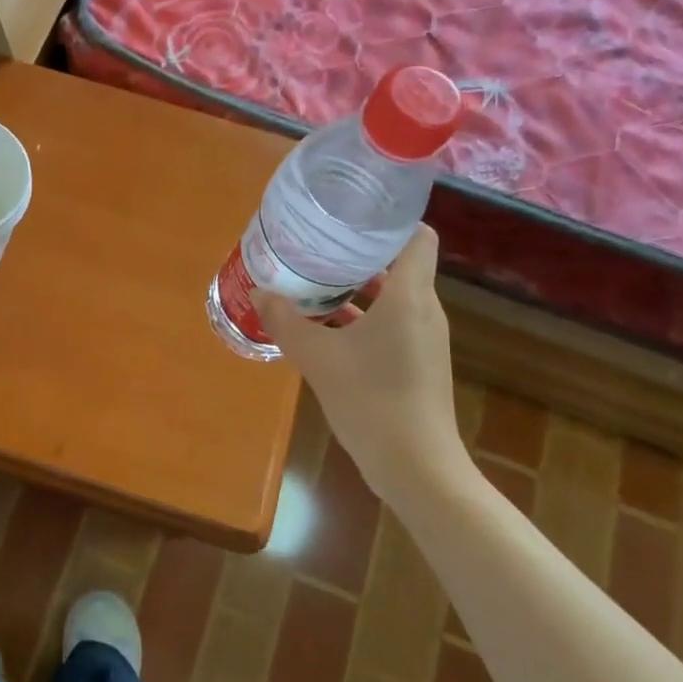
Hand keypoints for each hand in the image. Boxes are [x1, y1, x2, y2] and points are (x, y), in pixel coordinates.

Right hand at [256, 227, 465, 500]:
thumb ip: (286, 321)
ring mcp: (422, 338)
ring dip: (356, 288)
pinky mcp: (416, 363)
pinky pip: (389, 324)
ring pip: (391, 297)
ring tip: (313, 281)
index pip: (416, 236)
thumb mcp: (317, 358)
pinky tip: (323, 328)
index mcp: (409, 296)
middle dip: (357, 252)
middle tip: (317, 244)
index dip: (389, 219)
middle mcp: (423, 310)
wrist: (416, 467)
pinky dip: (361, 318)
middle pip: (397, 264)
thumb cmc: (372, 400)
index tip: (350, 213)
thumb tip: (260, 292)